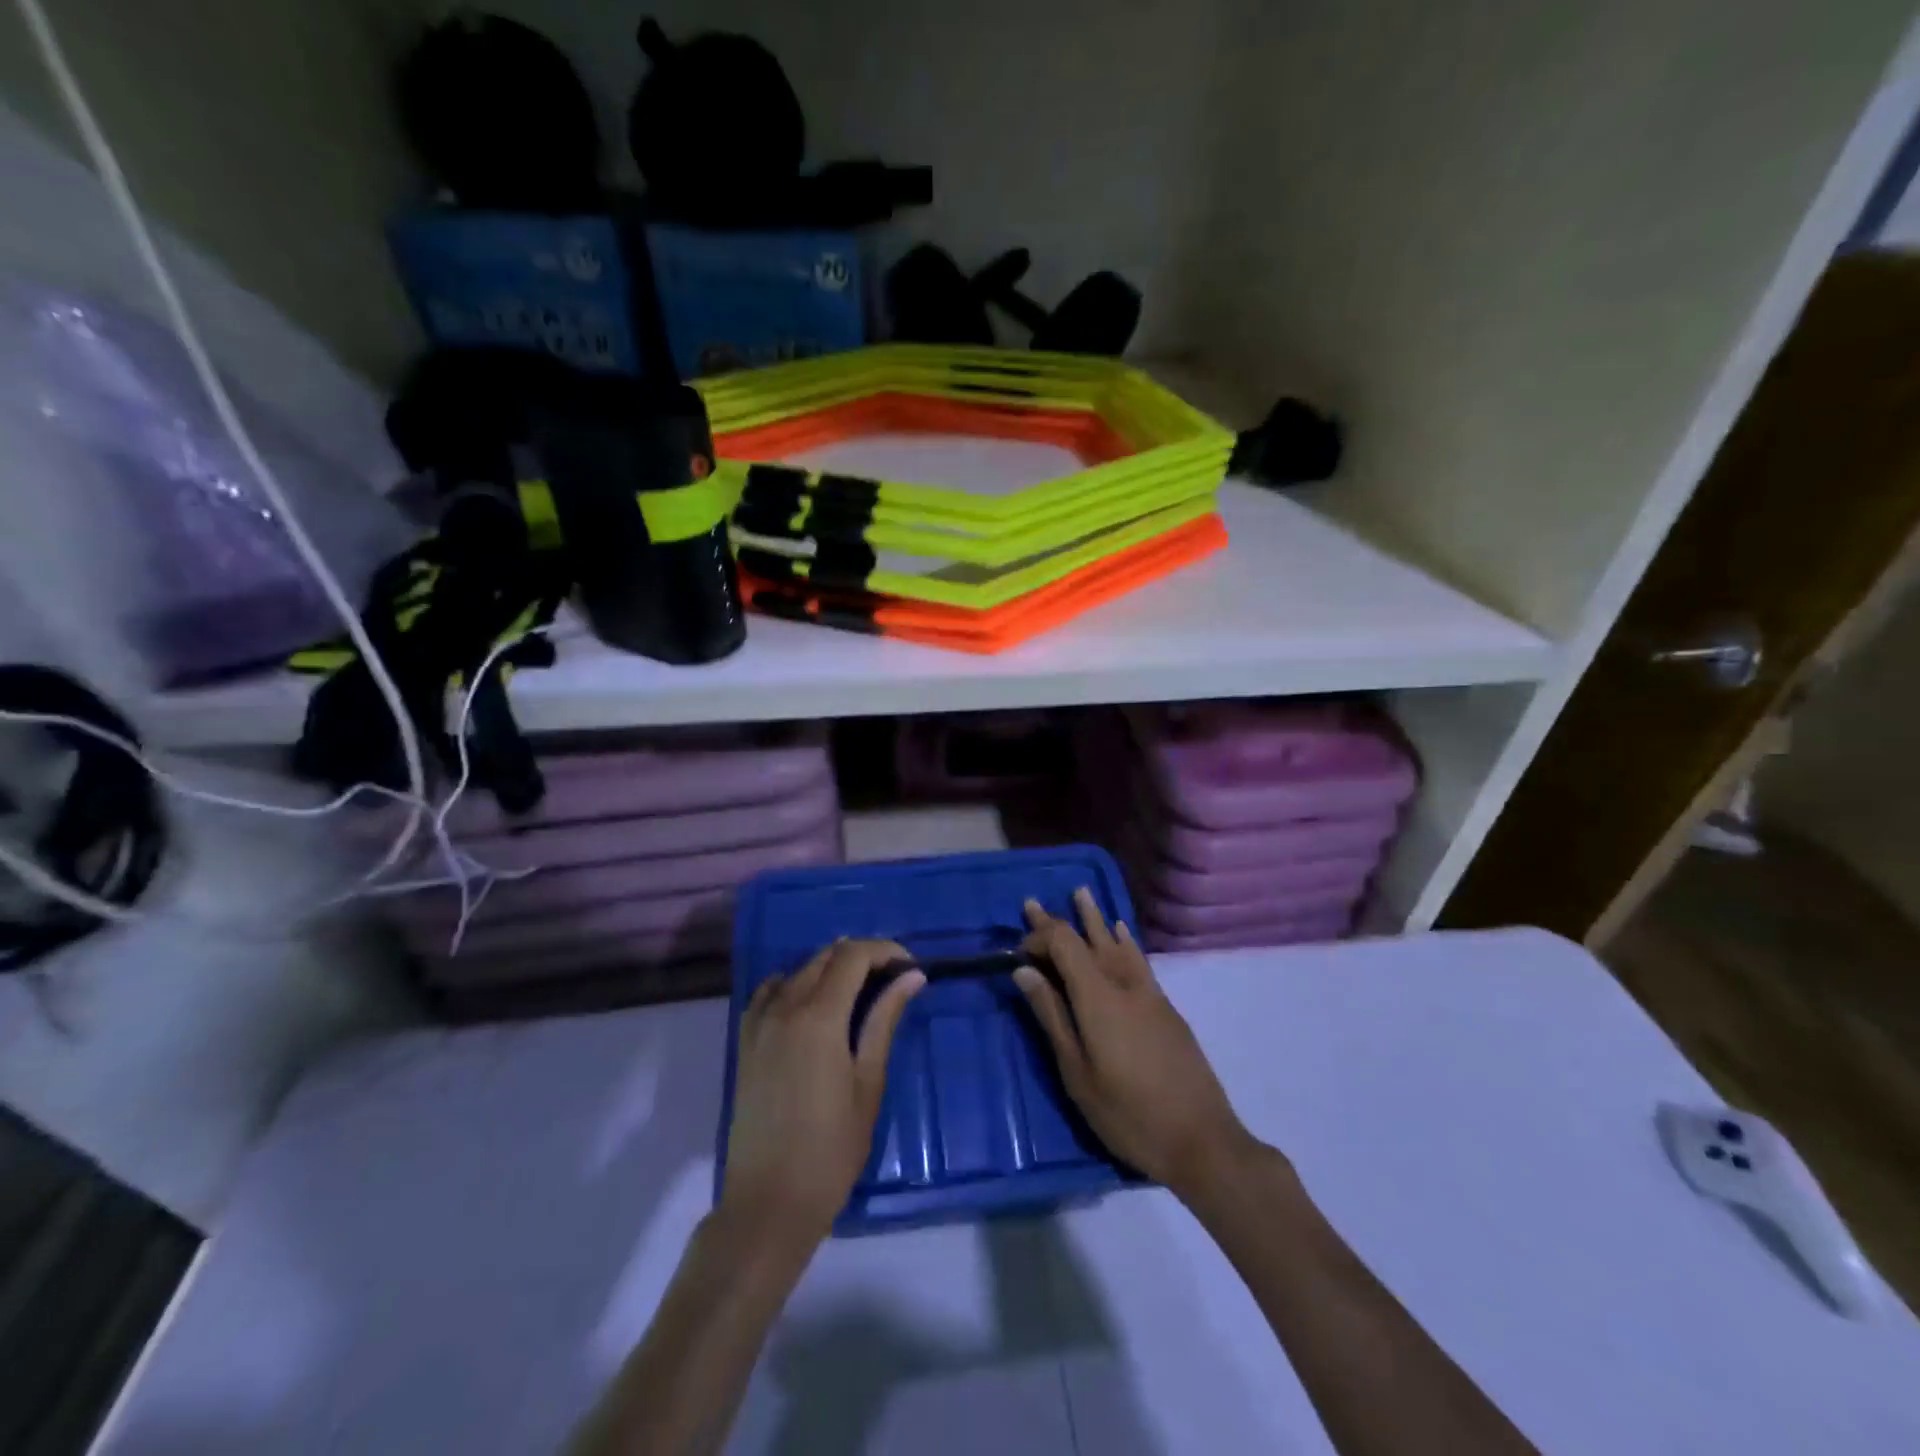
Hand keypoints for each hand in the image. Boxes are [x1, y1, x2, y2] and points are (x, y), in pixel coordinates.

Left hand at [722, 938, 924, 1243]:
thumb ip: (885, 1021)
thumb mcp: (868, 1083)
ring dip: (831, 969)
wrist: (768, 1203)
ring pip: (799, 971)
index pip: (853, 955)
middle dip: (862, 957)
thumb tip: (912, 977)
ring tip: (860, 992)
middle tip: (892, 980)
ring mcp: (759, 1024)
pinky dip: (795, 984)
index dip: (885, 950)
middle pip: (826, 957)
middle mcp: (784, 1007)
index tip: (910, 967)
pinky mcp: (745, 1042)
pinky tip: (811, 1004)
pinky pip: (769, 993)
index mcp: (818, 1016)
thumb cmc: (831, 1149)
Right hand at [1014, 889, 1255, 1200]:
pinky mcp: (1166, 1007)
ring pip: (1117, 943)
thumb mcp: (1077, 1073)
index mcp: (1098, 998)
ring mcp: (1149, 993)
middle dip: (1059, 921)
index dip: (1039, 938)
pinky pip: (1139, 959)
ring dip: (1095, 919)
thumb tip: (1024, 972)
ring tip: (1081, 893)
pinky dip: (1125, 940)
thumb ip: (1052, 1017)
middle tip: (1033, 903)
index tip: (1018, 952)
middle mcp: (1124, 984)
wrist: (1202, 1140)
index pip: (1065, 945)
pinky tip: (1121, 931)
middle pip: (1088, 939)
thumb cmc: (1128, 1114)